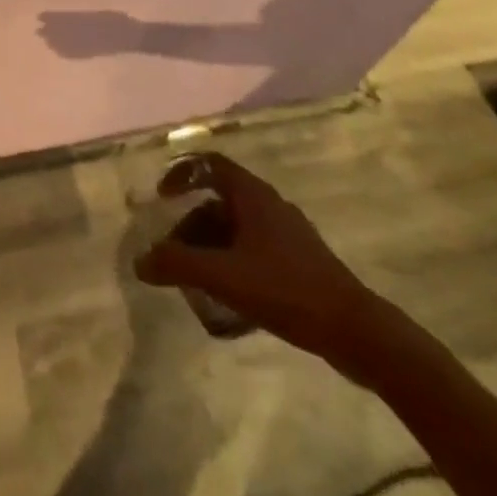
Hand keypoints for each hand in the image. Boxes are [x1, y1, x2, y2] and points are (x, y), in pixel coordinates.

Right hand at [134, 153, 389, 371]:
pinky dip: (232, 260)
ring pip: (237, 227)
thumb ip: (179, 264)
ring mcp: (288, 233)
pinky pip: (254, 248)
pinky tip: (228, 294)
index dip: (182, 173)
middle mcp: (270, 204)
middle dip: (191, 224)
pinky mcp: (300, 261)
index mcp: (253, 195)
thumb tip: (140, 260)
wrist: (356, 331)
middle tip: (175, 253)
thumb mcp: (225, 276)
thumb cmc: (287, 289)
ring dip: (211, 245)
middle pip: (219, 201)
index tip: (162, 197)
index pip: (209, 164)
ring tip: (196, 278)